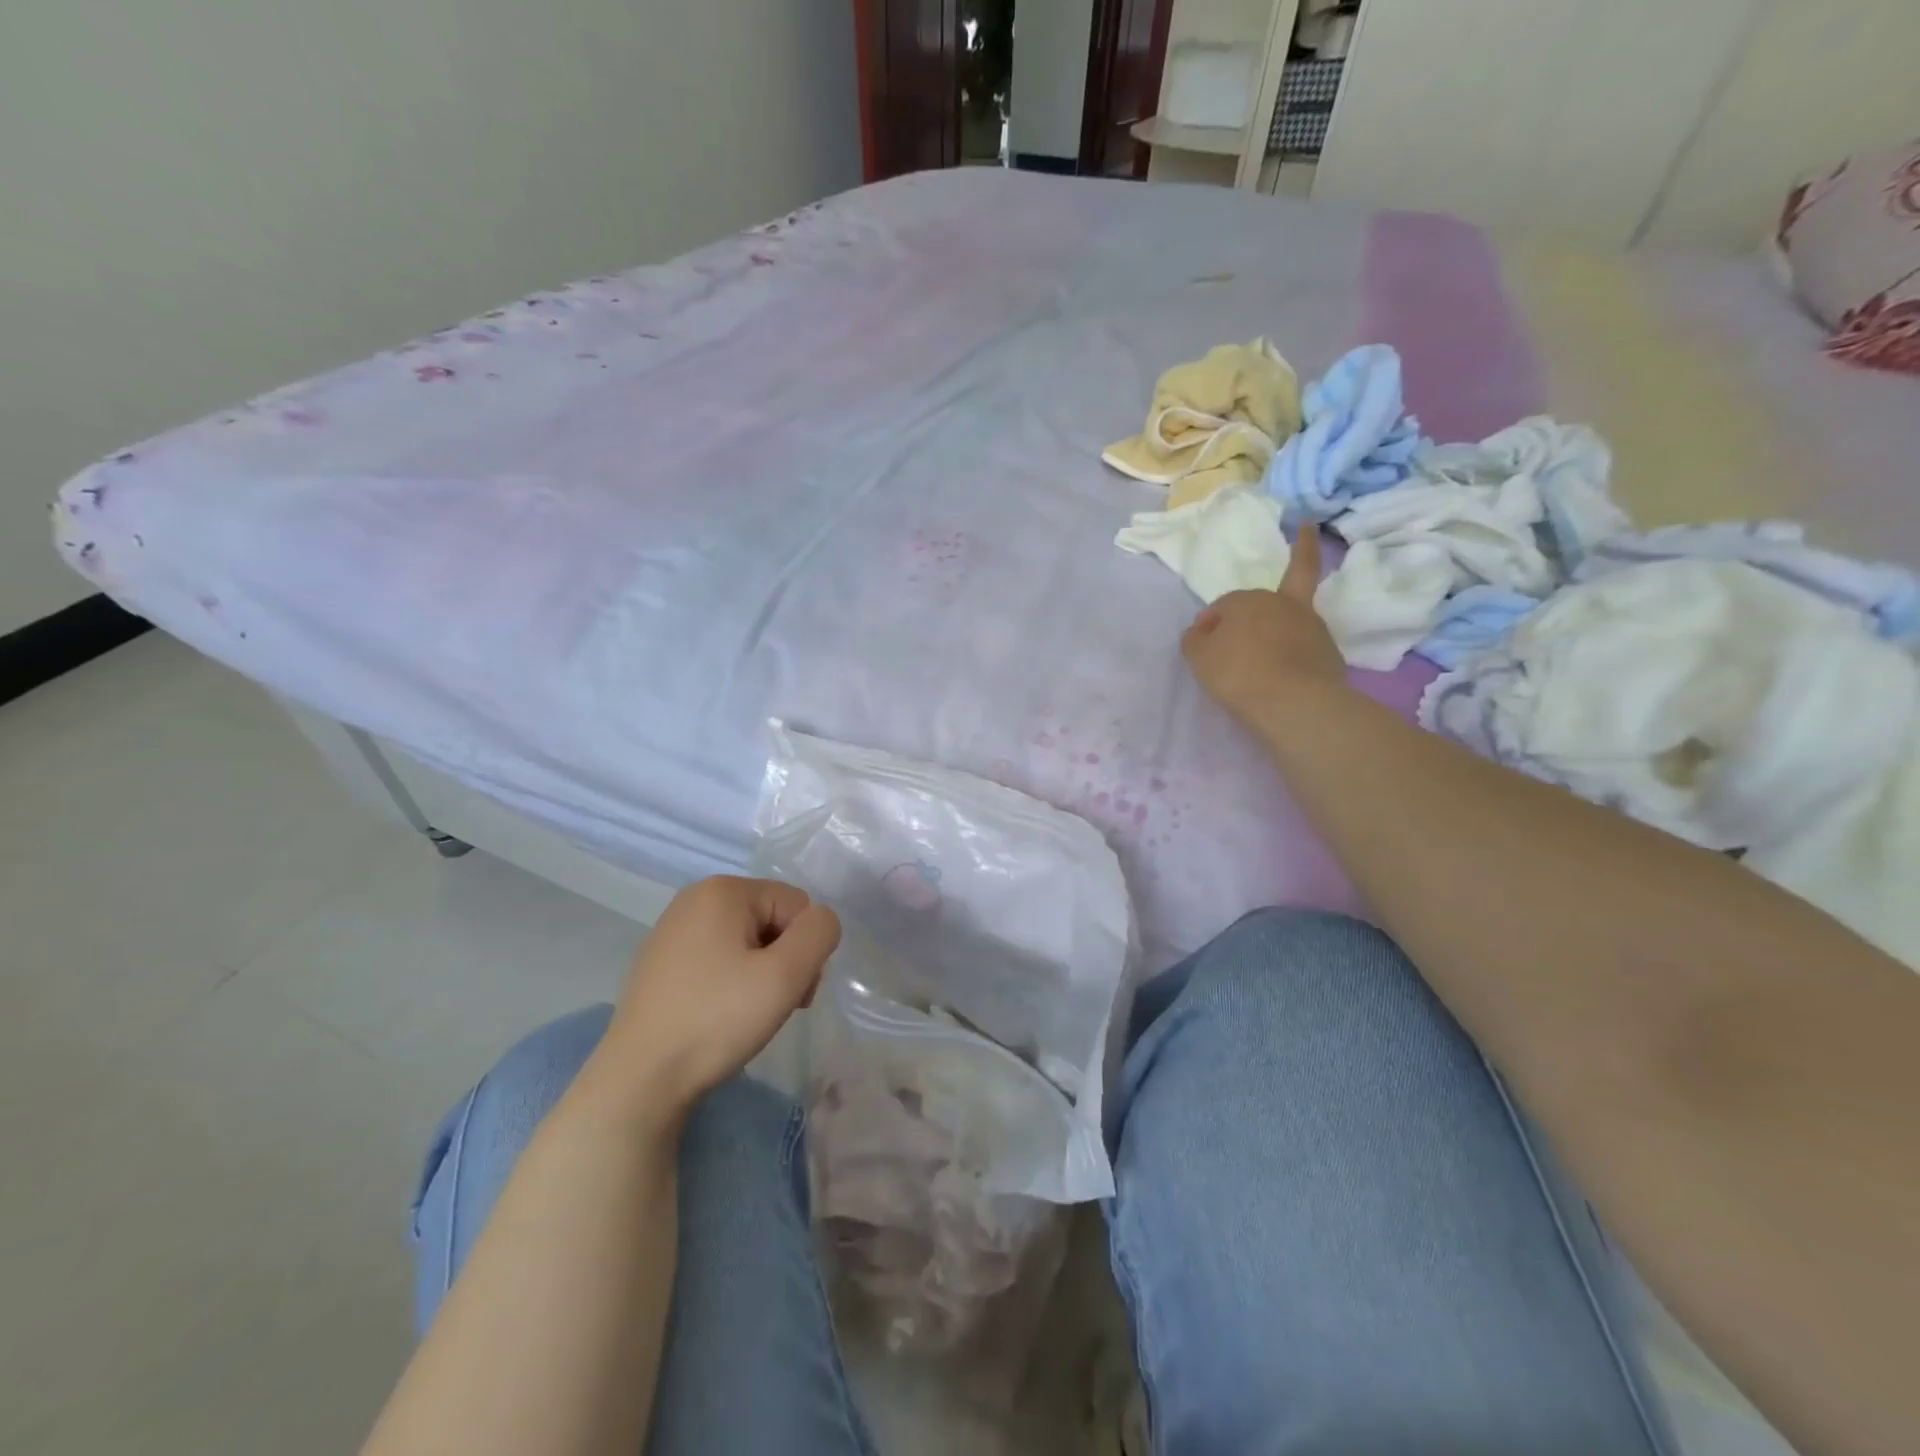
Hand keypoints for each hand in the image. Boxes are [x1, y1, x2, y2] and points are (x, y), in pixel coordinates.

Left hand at [589, 877, 840, 1123]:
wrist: (639, 1079)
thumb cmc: (717, 1020)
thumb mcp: (786, 975)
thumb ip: (820, 933)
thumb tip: (822, 921)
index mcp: (723, 889)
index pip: (798, 905)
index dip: (805, 949)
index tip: (793, 992)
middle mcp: (695, 897)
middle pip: (773, 919)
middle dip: (785, 960)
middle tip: (774, 1006)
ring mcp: (673, 929)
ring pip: (748, 940)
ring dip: (762, 973)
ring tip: (747, 1014)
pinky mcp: (661, 961)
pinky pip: (718, 957)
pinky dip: (731, 982)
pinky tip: (720, 1015)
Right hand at [1181, 525, 1348, 731]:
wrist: (1295, 703)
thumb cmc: (1238, 674)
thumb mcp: (1198, 657)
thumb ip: (1195, 639)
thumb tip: (1201, 632)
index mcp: (1247, 600)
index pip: (1222, 604)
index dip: (1209, 621)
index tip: (1201, 643)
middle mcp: (1282, 603)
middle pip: (1260, 600)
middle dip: (1245, 612)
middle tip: (1232, 638)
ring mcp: (1311, 625)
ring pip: (1290, 616)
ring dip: (1279, 623)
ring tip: (1266, 650)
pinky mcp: (1329, 651)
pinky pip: (1307, 645)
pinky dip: (1298, 650)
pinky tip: (1288, 668)